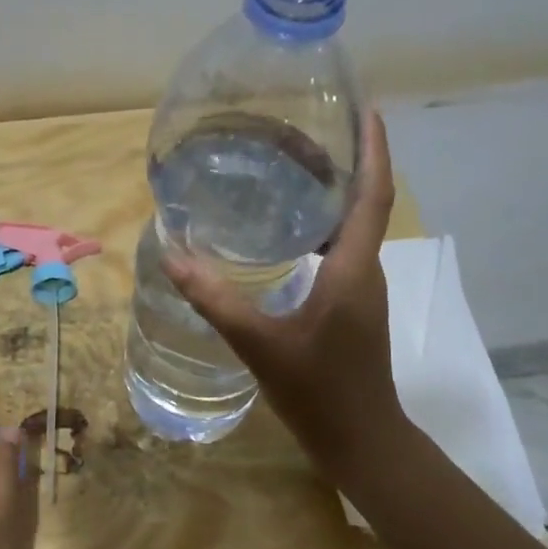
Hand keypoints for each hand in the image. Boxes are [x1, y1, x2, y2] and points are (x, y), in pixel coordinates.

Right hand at [162, 108, 405, 490]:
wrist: (361, 440)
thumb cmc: (319, 392)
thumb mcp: (261, 344)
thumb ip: (217, 301)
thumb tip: (174, 257)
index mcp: (353, 269)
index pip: (373, 195)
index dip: (373, 149)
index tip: (366, 109)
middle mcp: (365, 270)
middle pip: (362, 200)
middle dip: (341, 160)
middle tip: (298, 131)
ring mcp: (360, 289)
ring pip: (350, 225)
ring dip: (329, 192)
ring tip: (288, 168)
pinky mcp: (350, 304)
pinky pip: (340, 249)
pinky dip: (318, 226)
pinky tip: (283, 231)